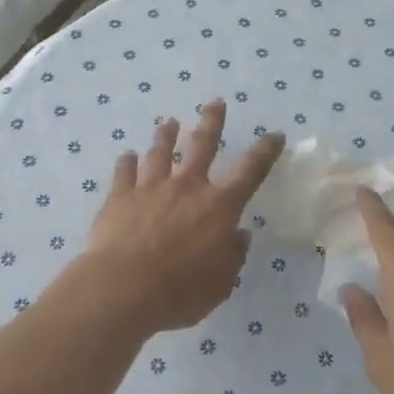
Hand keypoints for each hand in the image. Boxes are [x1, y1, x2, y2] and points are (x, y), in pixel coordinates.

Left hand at [77, 101, 284, 333]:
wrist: (123, 287)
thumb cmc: (180, 291)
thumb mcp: (220, 283)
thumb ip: (232, 256)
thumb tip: (239, 235)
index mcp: (218, 207)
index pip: (249, 172)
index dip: (265, 152)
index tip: (274, 135)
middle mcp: (186, 187)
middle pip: (202, 145)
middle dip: (211, 122)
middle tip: (215, 102)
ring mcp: (150, 188)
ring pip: (159, 153)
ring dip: (165, 136)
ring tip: (168, 122)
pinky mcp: (119, 197)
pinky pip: (124, 172)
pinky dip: (126, 163)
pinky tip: (126, 156)